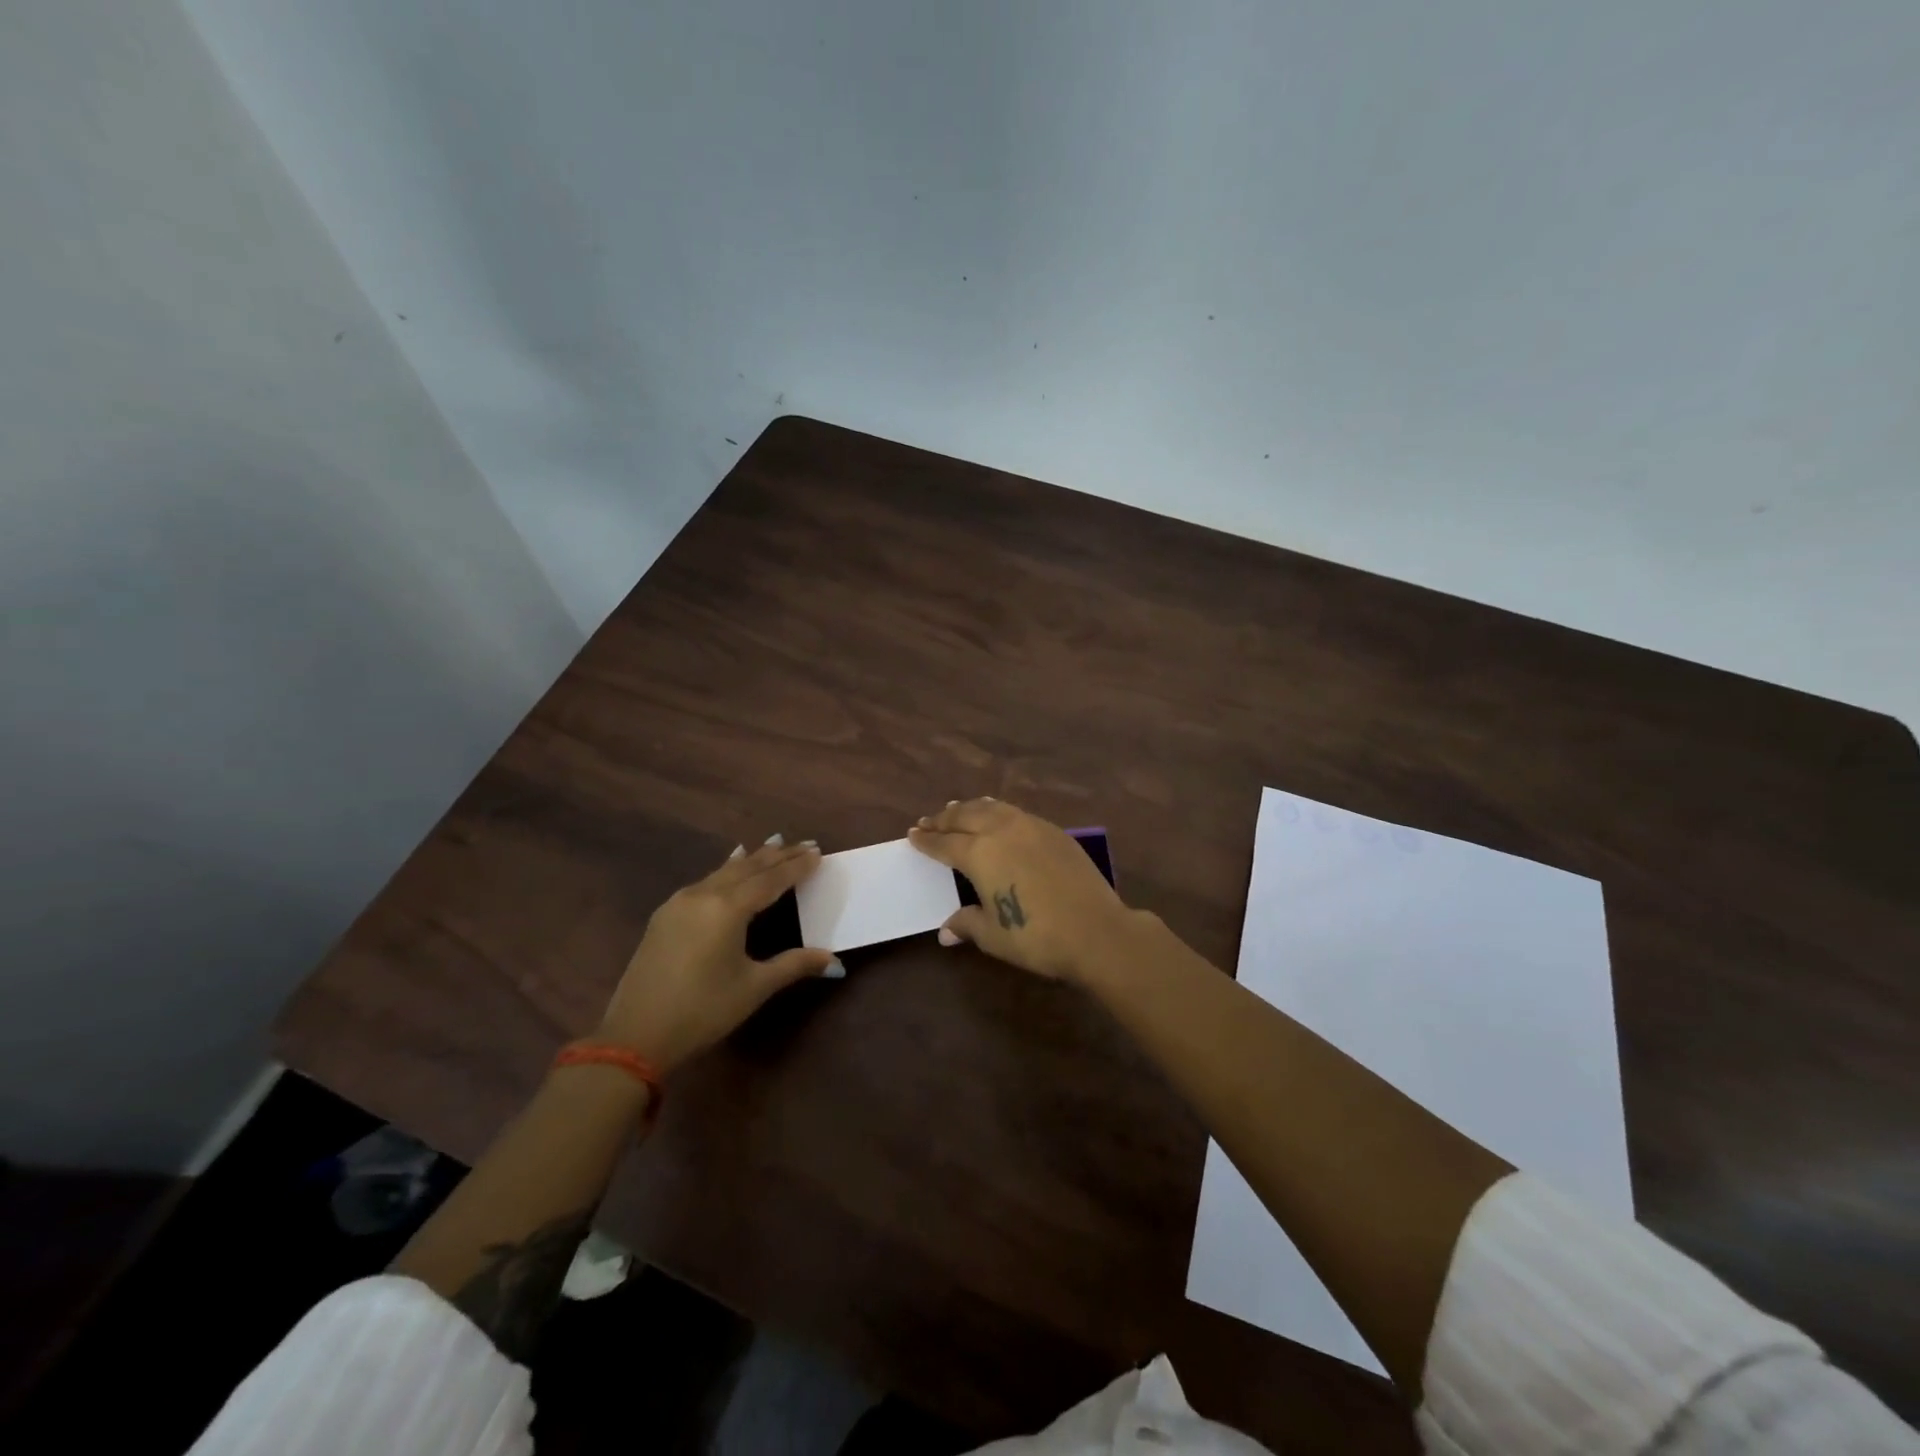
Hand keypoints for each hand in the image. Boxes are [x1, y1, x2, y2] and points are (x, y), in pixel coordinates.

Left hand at [595, 837, 839, 1070]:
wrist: (634, 1036)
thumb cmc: (703, 1011)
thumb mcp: (754, 987)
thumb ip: (794, 965)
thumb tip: (835, 961)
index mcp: (728, 909)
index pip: (771, 880)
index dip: (796, 866)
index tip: (817, 852)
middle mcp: (704, 896)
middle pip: (748, 868)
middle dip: (777, 856)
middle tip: (803, 843)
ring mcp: (679, 903)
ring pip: (724, 872)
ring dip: (751, 859)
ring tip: (773, 844)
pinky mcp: (664, 916)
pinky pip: (704, 882)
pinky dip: (726, 871)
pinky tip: (728, 866)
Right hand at [908, 799, 1137, 982]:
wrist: (1095, 930)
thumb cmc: (1036, 937)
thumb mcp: (993, 935)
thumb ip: (967, 924)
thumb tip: (946, 931)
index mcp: (979, 853)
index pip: (944, 843)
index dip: (927, 840)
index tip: (912, 835)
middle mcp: (1001, 830)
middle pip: (965, 816)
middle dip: (944, 819)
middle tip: (928, 821)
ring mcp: (1030, 826)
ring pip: (992, 808)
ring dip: (970, 808)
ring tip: (957, 809)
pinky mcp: (1054, 831)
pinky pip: (1016, 813)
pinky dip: (997, 811)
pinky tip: (998, 817)